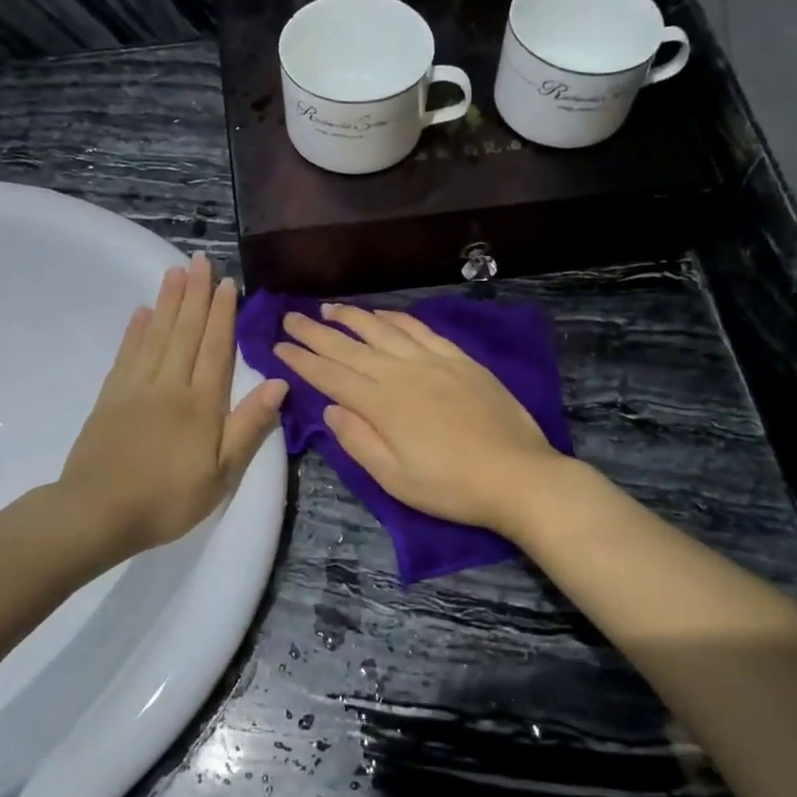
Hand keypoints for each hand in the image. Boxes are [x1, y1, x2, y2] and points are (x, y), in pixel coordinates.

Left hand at [59, 255, 287, 557]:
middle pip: (186, 331)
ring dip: (168, 301)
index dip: (224, 314)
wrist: (98, 513)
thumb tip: (278, 382)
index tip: (227, 284)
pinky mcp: (110, 397)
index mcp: (201, 403)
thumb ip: (248, 426)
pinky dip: (136, 330)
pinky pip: (127, 354)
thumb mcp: (222, 474)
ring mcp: (136, 388)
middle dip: (195, 294)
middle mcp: (170, 385)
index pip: (216, 348)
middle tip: (200, 260)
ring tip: (175, 272)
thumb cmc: (168, 499)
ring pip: (156, 334)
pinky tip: (142, 312)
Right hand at [273, 302, 565, 536]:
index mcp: (382, 404)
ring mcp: (433, 361)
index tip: (278, 346)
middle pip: (350, 347)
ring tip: (328, 308)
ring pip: (383, 330)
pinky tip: (382, 314)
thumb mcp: (394, 479)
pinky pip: (420, 329)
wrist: (518, 476)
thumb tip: (330, 408)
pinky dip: (396, 318)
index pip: (331, 376)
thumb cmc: (451, 487)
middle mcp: (402, 373)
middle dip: (316, 332)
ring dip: (352, 317)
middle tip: (290, 317)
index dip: (302, 360)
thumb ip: (357, 440)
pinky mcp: (460, 360)